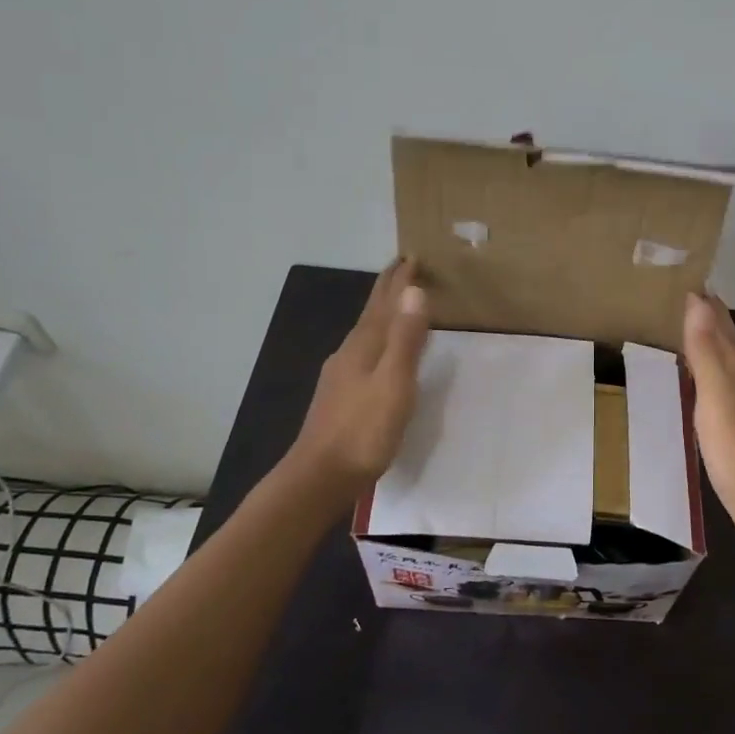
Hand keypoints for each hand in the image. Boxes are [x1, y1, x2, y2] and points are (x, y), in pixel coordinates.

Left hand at [291, 259, 432, 487]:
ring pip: (366, 333)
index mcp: (364, 346)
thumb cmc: (363, 431)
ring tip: (396, 303)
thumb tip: (413, 291)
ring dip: (382, 313)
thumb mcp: (394, 383)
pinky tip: (378, 352)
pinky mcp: (341, 396)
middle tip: (402, 268)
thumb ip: (405, 339)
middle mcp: (350, 353)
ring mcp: (341, 375)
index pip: (384, 303)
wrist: (320, 476)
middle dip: (387, 290)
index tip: (411, 257)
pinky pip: (364, 352)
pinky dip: (378, 339)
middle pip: (371, 313)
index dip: (398, 281)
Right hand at [682, 291, 734, 542]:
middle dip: (711, 319)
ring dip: (712, 346)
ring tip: (689, 336)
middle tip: (687, 299)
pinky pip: (727, 388)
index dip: (707, 303)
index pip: (723, 325)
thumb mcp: (715, 393)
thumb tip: (699, 300)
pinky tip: (705, 388)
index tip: (689, 280)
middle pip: (730, 342)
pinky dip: (713, 375)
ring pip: (730, 365)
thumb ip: (706, 349)